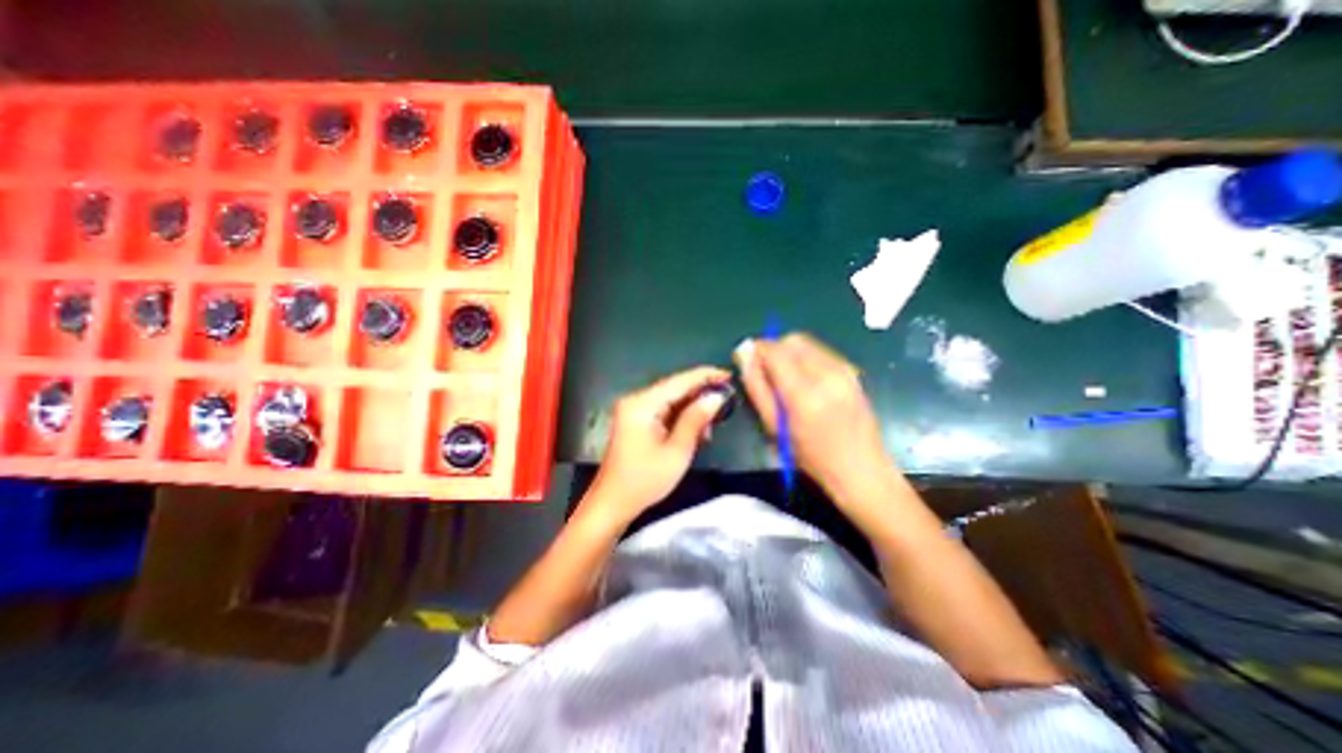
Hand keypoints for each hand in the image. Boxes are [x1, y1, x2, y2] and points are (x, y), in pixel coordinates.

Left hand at [588, 367, 731, 526]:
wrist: (613, 503)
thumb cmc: (645, 480)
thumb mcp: (677, 451)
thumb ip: (696, 420)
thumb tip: (716, 397)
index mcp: (642, 404)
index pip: (678, 381)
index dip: (705, 376)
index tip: (729, 375)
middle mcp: (636, 400)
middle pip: (674, 388)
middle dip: (700, 393)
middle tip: (726, 398)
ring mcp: (633, 410)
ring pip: (670, 400)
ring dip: (692, 407)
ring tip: (712, 422)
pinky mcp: (635, 421)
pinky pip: (663, 411)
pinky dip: (680, 417)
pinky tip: (696, 428)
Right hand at [738, 335, 895, 504]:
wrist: (861, 469)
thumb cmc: (811, 457)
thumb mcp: (774, 426)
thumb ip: (757, 386)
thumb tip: (743, 353)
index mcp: (804, 392)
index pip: (774, 350)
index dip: (756, 350)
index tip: (746, 361)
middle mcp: (827, 373)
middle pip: (791, 340)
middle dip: (773, 350)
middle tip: (766, 373)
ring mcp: (844, 370)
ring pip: (806, 343)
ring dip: (789, 353)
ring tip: (786, 380)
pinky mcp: (852, 371)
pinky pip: (820, 352)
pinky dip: (805, 358)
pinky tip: (805, 382)